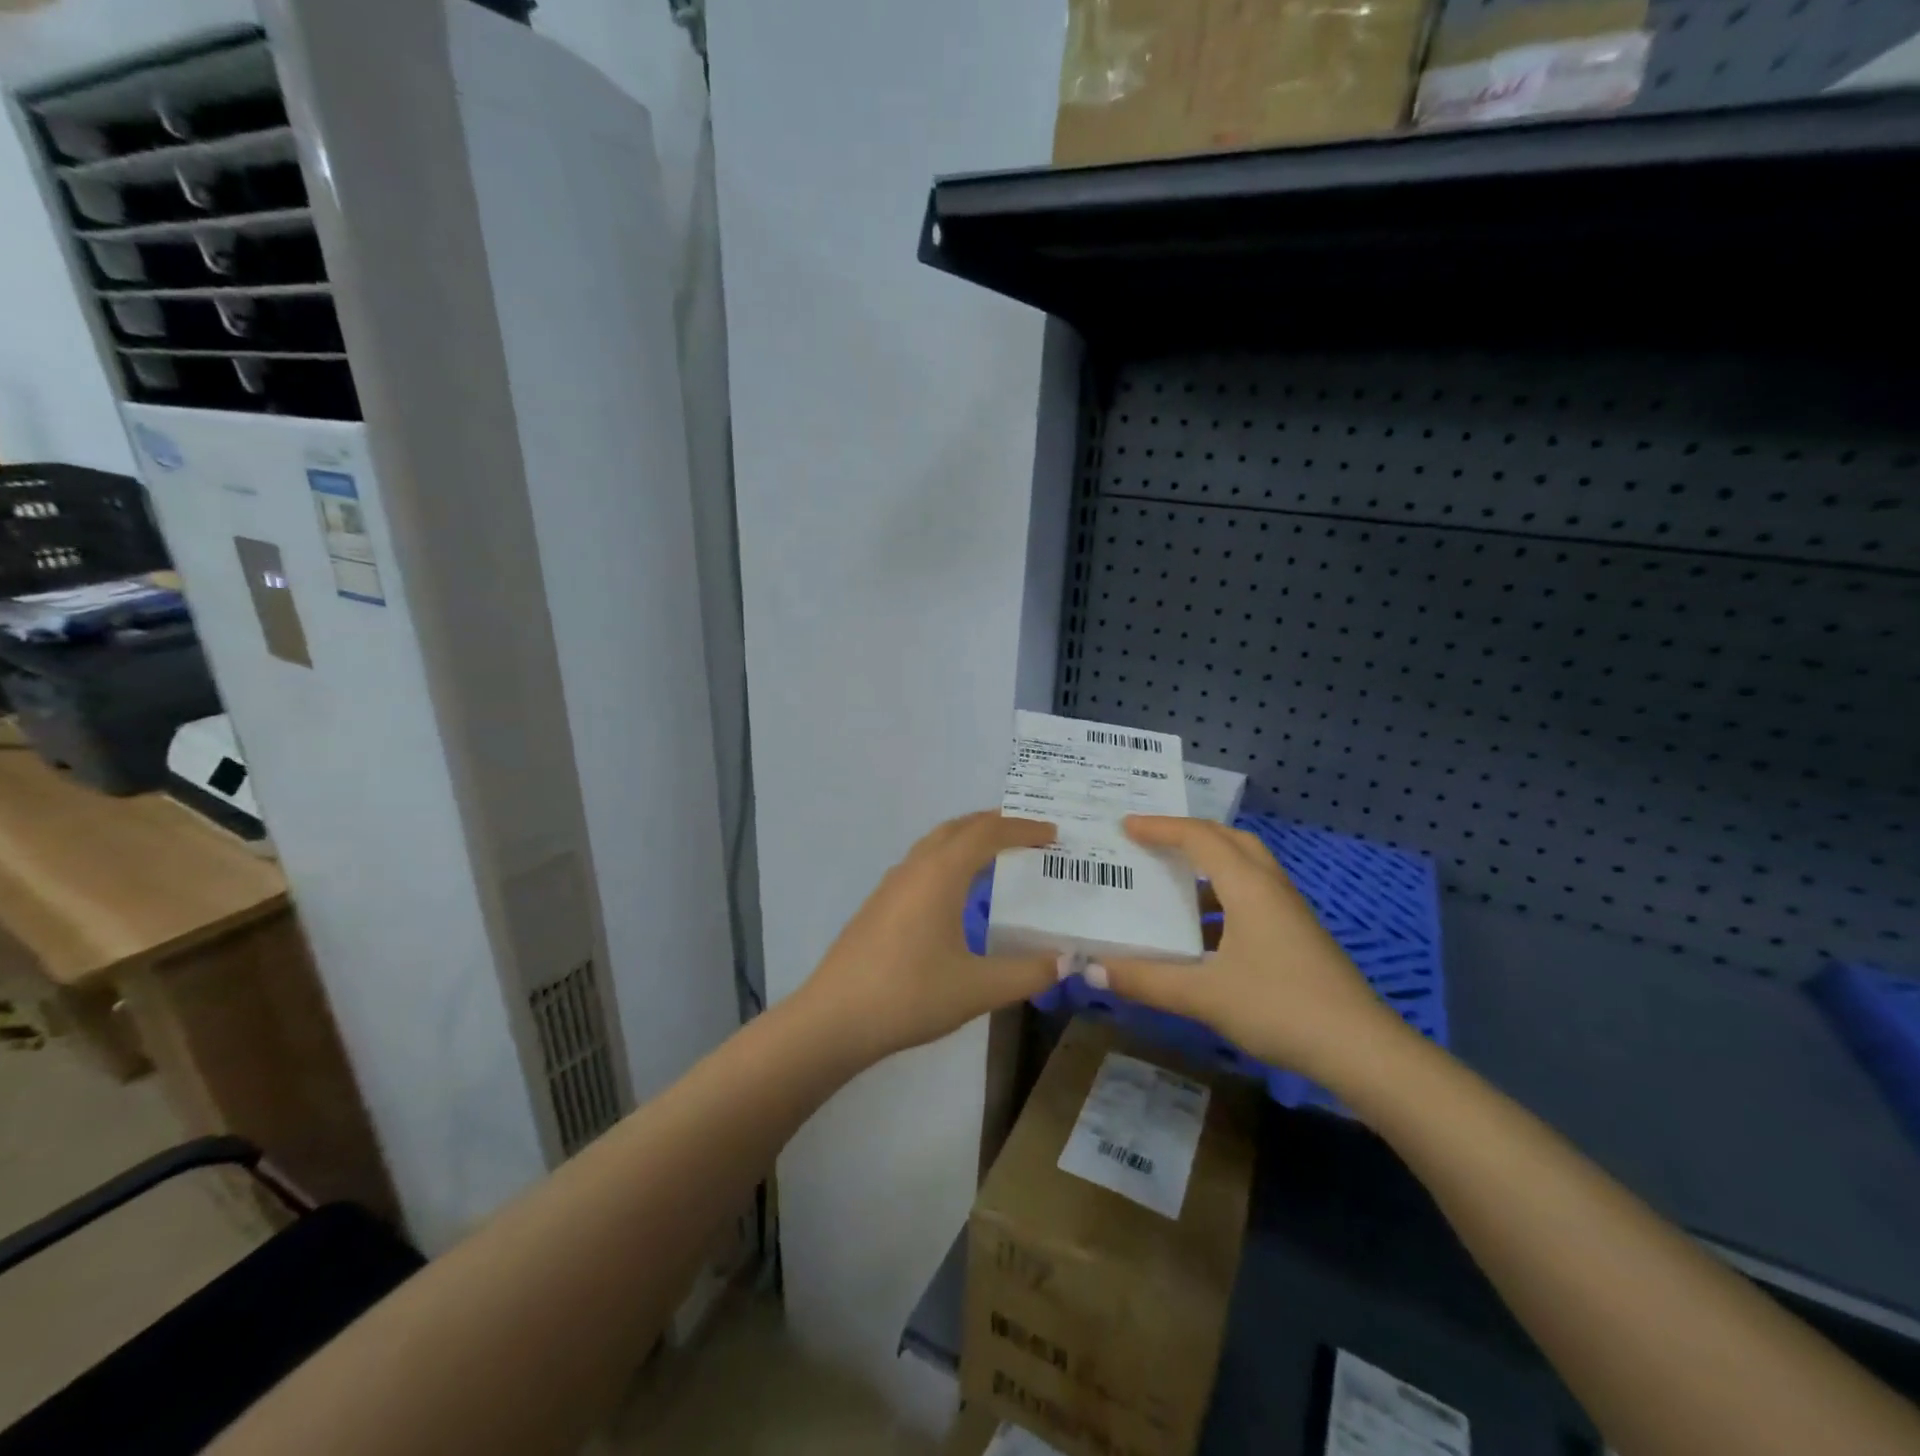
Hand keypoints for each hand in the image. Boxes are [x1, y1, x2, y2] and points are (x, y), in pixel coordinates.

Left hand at [794, 810, 1060, 1065]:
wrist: (835, 1019)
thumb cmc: (910, 996)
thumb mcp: (978, 988)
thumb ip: (1028, 973)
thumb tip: (1066, 961)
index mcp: (940, 874)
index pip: (988, 833)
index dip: (1024, 828)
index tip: (1054, 834)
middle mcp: (914, 867)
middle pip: (959, 827)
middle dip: (996, 824)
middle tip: (1030, 834)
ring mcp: (891, 884)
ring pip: (935, 843)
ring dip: (969, 839)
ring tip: (998, 855)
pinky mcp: (879, 904)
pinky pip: (922, 863)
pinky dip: (949, 859)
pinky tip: (956, 891)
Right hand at [1094, 816, 1408, 1087]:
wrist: (1362, 1051)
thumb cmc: (1280, 1007)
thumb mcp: (1204, 995)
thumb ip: (1146, 980)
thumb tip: (1091, 969)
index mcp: (1248, 886)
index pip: (1199, 837)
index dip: (1160, 827)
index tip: (1125, 826)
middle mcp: (1271, 888)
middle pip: (1229, 841)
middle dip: (1190, 834)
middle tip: (1153, 842)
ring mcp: (1289, 913)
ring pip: (1245, 870)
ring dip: (1208, 867)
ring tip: (1171, 885)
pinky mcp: (1298, 938)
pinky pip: (1253, 898)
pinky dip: (1223, 899)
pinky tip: (1203, 936)